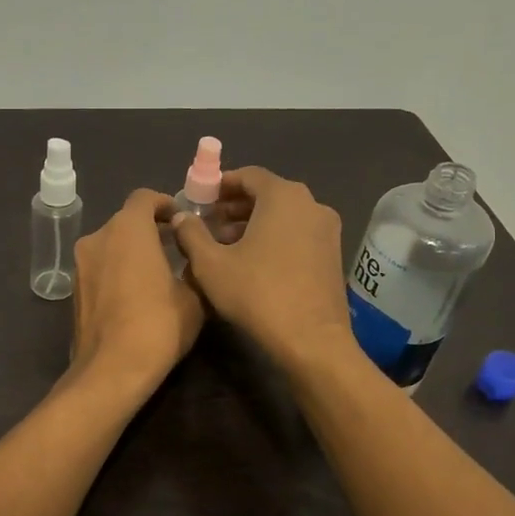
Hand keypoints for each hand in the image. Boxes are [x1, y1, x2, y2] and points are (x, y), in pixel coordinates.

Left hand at [69, 189, 204, 393]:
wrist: (111, 370)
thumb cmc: (158, 325)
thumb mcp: (194, 297)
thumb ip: (194, 268)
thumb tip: (193, 259)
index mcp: (127, 229)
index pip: (144, 198)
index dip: (165, 204)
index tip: (181, 220)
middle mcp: (98, 238)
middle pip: (125, 221)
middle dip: (149, 230)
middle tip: (174, 247)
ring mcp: (80, 265)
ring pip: (110, 245)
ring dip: (131, 251)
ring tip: (157, 273)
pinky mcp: (74, 291)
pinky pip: (99, 268)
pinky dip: (116, 271)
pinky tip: (135, 295)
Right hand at [169, 167, 352, 371]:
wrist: (311, 340)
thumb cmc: (257, 294)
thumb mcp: (210, 265)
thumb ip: (191, 234)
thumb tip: (181, 217)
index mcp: (283, 196)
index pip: (248, 175)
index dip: (220, 185)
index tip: (199, 200)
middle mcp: (311, 204)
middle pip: (267, 194)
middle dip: (234, 207)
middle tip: (207, 224)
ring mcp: (327, 230)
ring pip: (283, 216)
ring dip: (252, 224)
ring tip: (224, 246)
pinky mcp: (333, 255)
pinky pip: (297, 234)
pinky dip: (274, 238)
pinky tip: (252, 263)